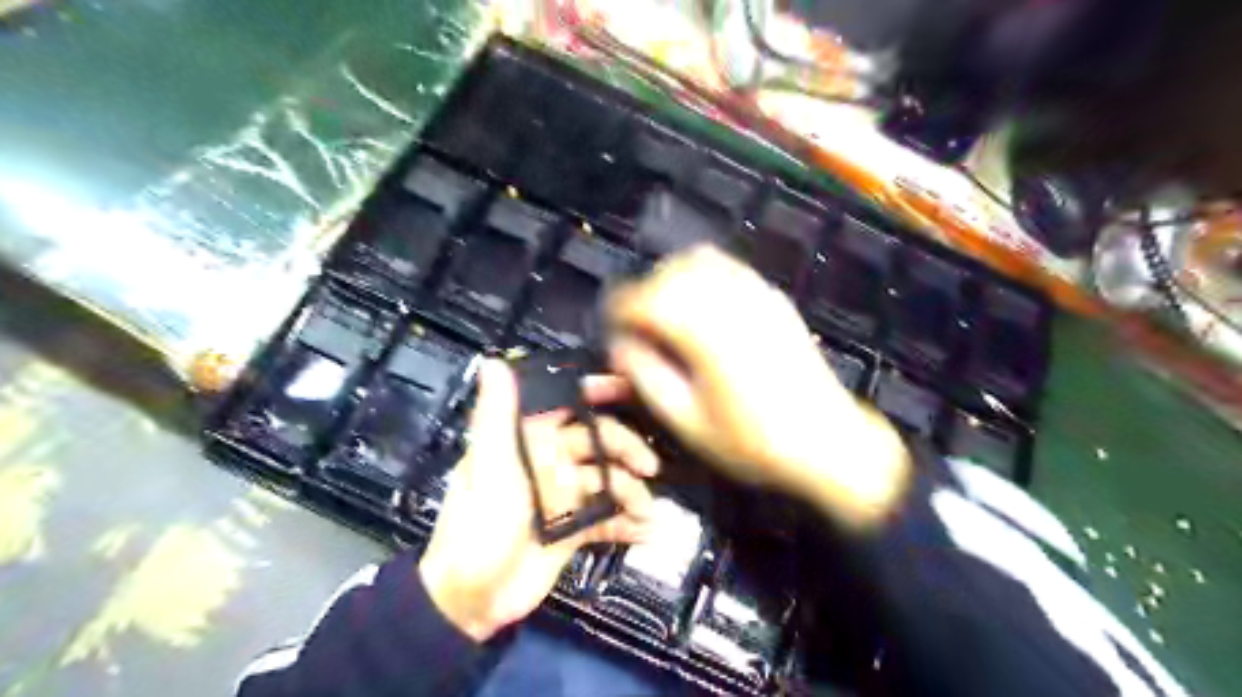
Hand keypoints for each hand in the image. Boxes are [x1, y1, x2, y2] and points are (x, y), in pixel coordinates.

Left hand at [419, 361, 659, 640]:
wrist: (473, 600)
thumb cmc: (478, 526)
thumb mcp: (488, 467)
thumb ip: (497, 415)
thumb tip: (494, 362)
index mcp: (527, 442)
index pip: (565, 405)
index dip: (595, 392)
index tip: (628, 388)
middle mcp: (549, 463)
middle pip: (598, 444)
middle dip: (626, 450)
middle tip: (650, 467)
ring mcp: (564, 497)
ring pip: (608, 482)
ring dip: (632, 493)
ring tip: (647, 510)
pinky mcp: (574, 529)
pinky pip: (608, 518)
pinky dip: (627, 523)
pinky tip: (646, 530)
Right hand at [604, 245, 909, 526]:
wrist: (828, 443)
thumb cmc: (753, 442)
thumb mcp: (687, 422)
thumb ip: (646, 378)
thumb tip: (620, 346)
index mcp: (703, 333)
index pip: (645, 299)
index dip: (619, 310)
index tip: (611, 329)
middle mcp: (728, 302)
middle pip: (670, 273)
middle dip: (644, 294)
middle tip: (637, 328)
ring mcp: (756, 294)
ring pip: (699, 262)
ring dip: (673, 280)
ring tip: (667, 316)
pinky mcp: (774, 299)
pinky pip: (729, 269)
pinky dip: (704, 277)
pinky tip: (702, 308)